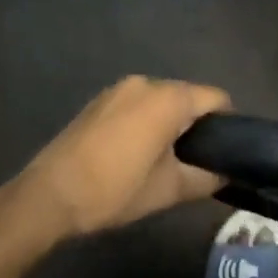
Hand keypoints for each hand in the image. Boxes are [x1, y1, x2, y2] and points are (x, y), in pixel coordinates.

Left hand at [8, 77, 230, 238]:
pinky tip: (135, 152)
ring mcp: (117, 89)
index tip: (226, 151)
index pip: (216, 98)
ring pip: (160, 101)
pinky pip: (136, 105)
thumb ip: (206, 178)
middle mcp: (145, 83)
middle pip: (187, 96)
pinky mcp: (98, 101)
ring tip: (165, 159)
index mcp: (168, 98)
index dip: (227, 124)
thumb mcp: (169, 190)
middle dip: (196, 124)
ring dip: (169, 123)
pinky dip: (145, 121)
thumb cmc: (115, 189)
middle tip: (197, 161)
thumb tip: (227, 175)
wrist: (50, 195)